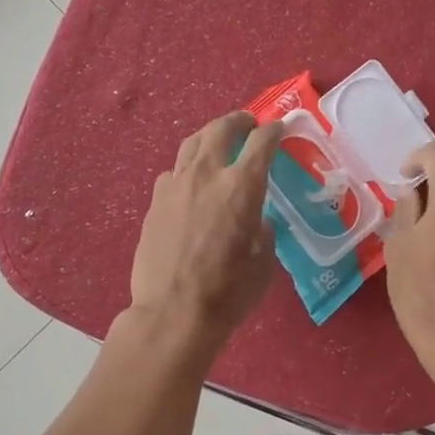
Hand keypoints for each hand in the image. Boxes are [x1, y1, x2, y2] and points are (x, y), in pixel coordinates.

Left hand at [128, 111, 282, 357]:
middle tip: (248, 124)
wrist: (172, 313)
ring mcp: (175, 186)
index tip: (280, 128)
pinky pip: (173, 172)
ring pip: (191, 144)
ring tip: (218, 143)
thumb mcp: (263, 262)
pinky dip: (187, 168)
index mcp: (241, 186)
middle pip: (221, 129)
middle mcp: (207, 175)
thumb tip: (255, 221)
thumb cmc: (228, 292)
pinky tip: (191, 182)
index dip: (274, 131)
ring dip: (209, 137)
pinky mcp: (154, 203)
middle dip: (238, 121)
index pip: (261, 142)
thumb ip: (263, 231)